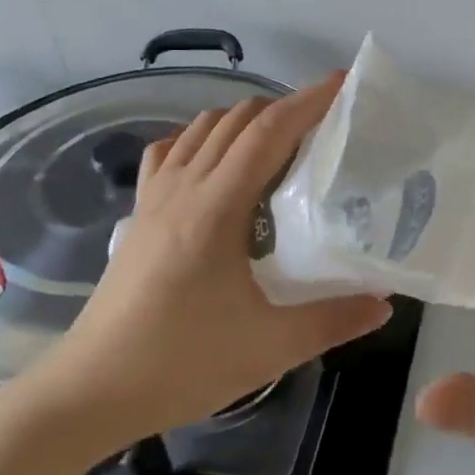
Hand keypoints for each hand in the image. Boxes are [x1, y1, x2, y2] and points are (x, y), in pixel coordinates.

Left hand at [21, 74, 392, 459]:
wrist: (90, 391)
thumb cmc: (181, 363)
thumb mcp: (270, 347)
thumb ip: (334, 320)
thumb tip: (384, 302)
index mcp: (216, 208)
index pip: (268, 132)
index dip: (309, 101)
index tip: (344, 83)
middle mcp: (183, 188)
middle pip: (237, 119)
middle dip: (285, 107)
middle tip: (329, 122)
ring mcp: (155, 198)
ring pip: (202, 128)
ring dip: (246, 120)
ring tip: (284, 142)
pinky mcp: (139, 214)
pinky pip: (172, 152)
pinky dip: (203, 139)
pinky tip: (219, 164)